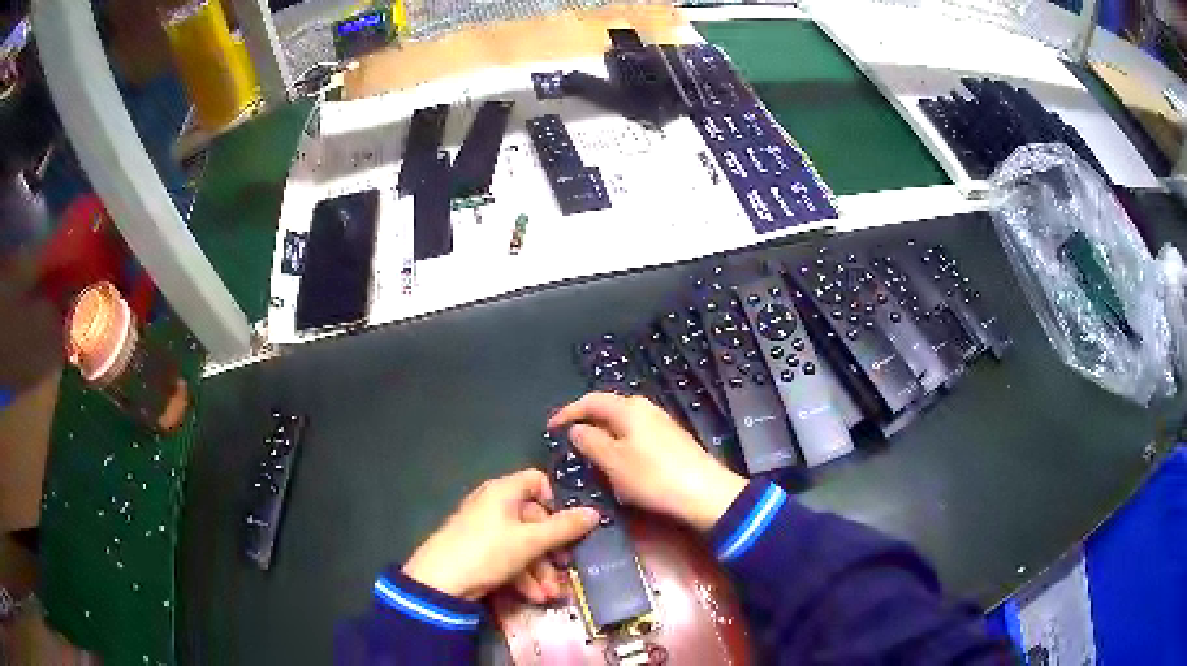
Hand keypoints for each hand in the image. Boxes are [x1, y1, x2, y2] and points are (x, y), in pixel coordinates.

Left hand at [402, 469, 598, 601]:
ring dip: (540, 570)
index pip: (537, 481)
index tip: (569, 524)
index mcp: (504, 491)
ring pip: (523, 544)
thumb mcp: (531, 541)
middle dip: (551, 550)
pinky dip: (522, 575)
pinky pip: (508, 557)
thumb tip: (594, 512)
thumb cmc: (488, 551)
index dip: (555, 500)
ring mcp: (484, 529)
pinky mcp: (478, 551)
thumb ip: (564, 528)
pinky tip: (533, 596)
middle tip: (565, 568)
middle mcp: (494, 505)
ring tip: (549, 594)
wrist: (440, 582)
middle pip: (534, 520)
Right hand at [548, 392, 746, 531]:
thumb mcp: (613, 462)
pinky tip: (619, 464)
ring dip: (604, 436)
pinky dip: (621, 445)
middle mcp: (646, 409)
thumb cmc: (653, 477)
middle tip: (569, 442)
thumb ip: (590, 442)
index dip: (568, 412)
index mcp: (629, 408)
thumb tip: (577, 429)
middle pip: (608, 410)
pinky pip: (636, 437)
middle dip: (587, 423)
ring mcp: (662, 424)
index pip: (591, 401)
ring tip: (590, 455)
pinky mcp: (672, 441)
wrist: (705, 494)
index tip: (550, 428)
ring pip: (623, 424)